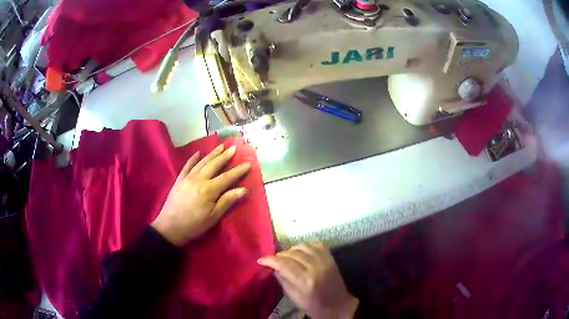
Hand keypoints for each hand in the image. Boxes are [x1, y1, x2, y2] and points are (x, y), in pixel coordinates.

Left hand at [151, 144, 250, 245]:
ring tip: (221, 146)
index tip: (248, 164)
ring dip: (212, 154)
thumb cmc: (194, 225)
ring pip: (202, 162)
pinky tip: (198, 153)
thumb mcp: (213, 217)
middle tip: (234, 148)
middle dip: (225, 156)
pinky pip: (187, 166)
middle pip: (214, 165)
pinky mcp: (179, 180)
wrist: (169, 228)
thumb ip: (227, 201)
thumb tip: (243, 189)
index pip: (227, 177)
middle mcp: (199, 179)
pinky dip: (193, 158)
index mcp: (209, 190)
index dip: (238, 171)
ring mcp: (187, 178)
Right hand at [258, 243, 358, 318]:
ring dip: (291, 249)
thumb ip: (284, 281)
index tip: (261, 260)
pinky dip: (306, 245)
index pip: (284, 264)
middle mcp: (315, 268)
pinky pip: (317, 245)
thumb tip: (274, 268)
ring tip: (285, 256)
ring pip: (304, 246)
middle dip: (279, 255)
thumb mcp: (295, 299)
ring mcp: (325, 261)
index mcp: (305, 281)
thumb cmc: (315, 307)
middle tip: (272, 260)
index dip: (270, 260)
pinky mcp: (331, 259)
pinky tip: (300, 251)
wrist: (339, 306)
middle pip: (293, 253)